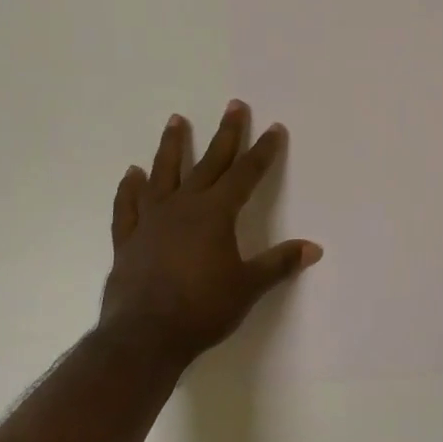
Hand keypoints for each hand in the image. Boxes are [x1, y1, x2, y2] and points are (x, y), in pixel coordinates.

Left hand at [99, 101, 321, 365]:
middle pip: (209, 162)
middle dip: (226, 134)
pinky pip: (128, 207)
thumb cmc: (202, 309)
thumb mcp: (248, 287)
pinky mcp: (129, 239)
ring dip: (171, 146)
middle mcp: (184, 206)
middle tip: (234, 105)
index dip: (263, 151)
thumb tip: (314, 248)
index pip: (246, 174)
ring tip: (176, 120)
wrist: (144, 336)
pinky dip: (129, 189)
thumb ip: (278, 264)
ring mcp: (152, 220)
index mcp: (216, 213)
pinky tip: (131, 174)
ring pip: (163, 173)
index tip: (274, 128)